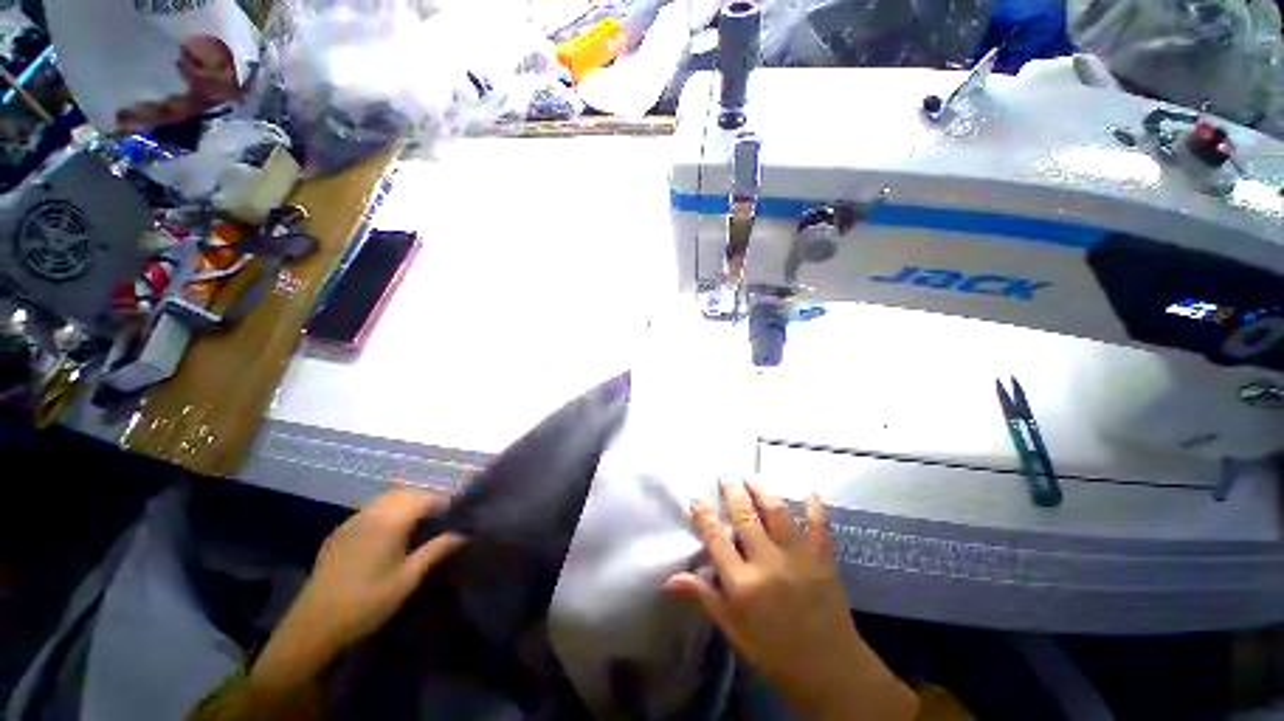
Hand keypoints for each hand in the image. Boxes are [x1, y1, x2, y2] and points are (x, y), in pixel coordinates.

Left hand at [249, 488, 464, 695]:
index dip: (444, 503)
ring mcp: (351, 521)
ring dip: (406, 503)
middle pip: (405, 493)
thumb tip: (463, 535)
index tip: (456, 516)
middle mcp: (370, 513)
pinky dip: (387, 511)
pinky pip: (370, 510)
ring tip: (418, 524)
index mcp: (389, 521)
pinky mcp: (339, 533)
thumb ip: (436, 551)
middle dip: (426, 500)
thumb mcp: (407, 579)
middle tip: (440, 519)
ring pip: (386, 498)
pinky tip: (389, 533)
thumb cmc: (367, 603)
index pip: (425, 498)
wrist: (313, 626)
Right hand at [666, 480, 917, 720]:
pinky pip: (819, 527)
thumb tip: (671, 578)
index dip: (704, 515)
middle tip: (727, 475)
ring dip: (762, 491)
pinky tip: (810, 493)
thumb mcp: (734, 629)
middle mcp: (767, 563)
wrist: (830, 673)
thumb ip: (705, 596)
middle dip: (734, 492)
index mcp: (742, 583)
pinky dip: (815, 508)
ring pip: (777, 513)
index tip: (696, 497)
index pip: (716, 539)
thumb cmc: (774, 653)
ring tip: (752, 476)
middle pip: (745, 517)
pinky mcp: (823, 560)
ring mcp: (798, 558)